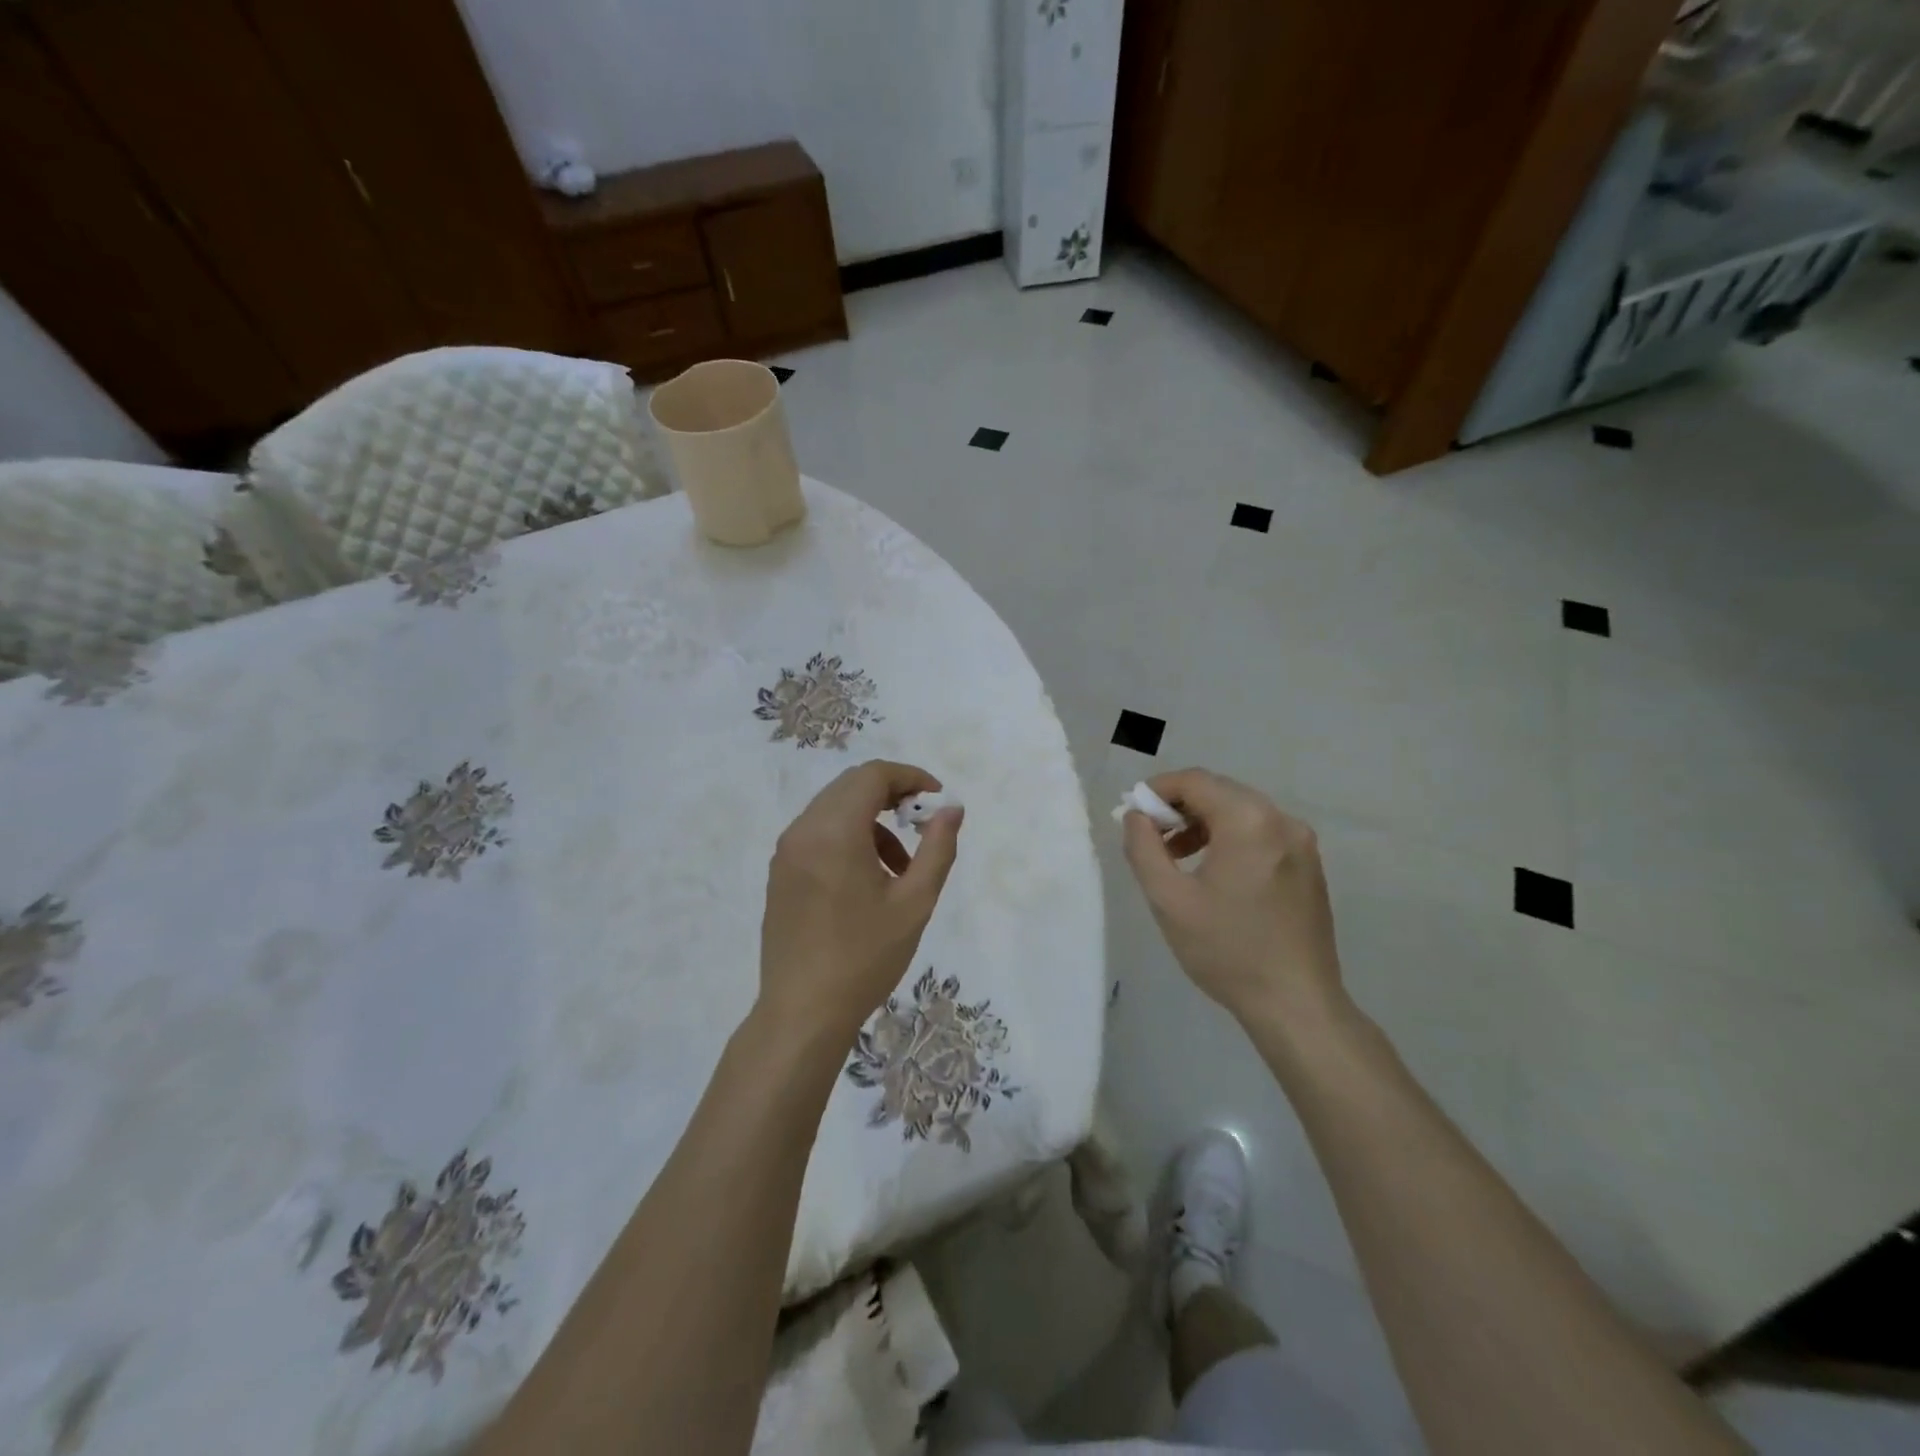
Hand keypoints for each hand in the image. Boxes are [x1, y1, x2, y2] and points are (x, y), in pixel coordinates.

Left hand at [759, 760, 963, 1042]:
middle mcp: (803, 830)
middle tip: (922, 823)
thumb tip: (951, 809)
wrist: (803, 1012)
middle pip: (851, 786)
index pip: (873, 776)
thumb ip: (937, 848)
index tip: (937, 799)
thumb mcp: (914, 903)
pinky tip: (869, 879)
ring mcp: (786, 852)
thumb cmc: (864, 957)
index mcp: (834, 831)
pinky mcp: (780, 873)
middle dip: (891, 795)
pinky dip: (849, 837)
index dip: (910, 777)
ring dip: (871, 819)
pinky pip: (818, 834)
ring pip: (834, 809)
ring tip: (901, 866)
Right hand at [1121, 768, 1344, 1024]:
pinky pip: (1260, 832)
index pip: (1195, 781)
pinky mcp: (1308, 864)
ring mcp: (1301, 842)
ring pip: (1240, 811)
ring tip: (1175, 855)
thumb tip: (1137, 816)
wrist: (1297, 1004)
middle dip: (1179, 806)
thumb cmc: (1227, 951)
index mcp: (1249, 821)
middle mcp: (1281, 819)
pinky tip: (1212, 870)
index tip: (1133, 815)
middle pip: (1219, 791)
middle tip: (1150, 836)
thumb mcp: (1169, 900)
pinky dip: (1229, 837)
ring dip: (1203, 822)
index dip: (1157, 790)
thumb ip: (1143, 848)